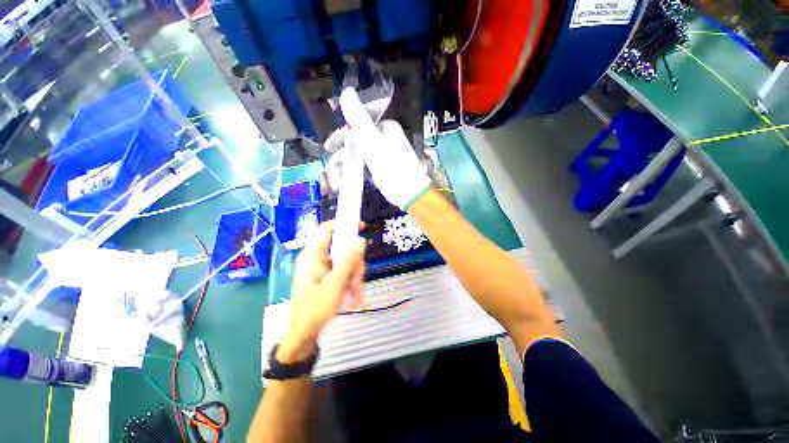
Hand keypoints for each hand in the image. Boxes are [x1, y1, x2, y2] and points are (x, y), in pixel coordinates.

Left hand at [278, 222, 365, 363]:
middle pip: (343, 247)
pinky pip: (344, 271)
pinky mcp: (328, 276)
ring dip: (355, 277)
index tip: (362, 228)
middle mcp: (318, 258)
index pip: (328, 229)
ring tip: (356, 296)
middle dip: (354, 264)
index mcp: (313, 255)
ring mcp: (323, 267)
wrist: (304, 334)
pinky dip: (351, 282)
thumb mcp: (334, 285)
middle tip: (358, 280)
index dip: (345, 224)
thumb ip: (348, 261)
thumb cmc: (315, 309)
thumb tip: (360, 240)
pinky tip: (353, 298)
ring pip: (347, 261)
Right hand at [324, 88, 432, 209]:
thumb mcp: (372, 139)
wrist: (408, 191)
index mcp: (385, 127)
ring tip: (336, 173)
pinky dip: (355, 170)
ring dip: (347, 162)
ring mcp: (385, 154)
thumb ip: (358, 117)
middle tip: (331, 162)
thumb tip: (346, 90)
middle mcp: (385, 138)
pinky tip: (345, 177)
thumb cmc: (391, 164)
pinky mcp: (383, 169)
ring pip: (361, 153)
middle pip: (359, 139)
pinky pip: (366, 165)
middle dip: (343, 151)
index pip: (359, 124)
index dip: (342, 134)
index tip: (330, 145)